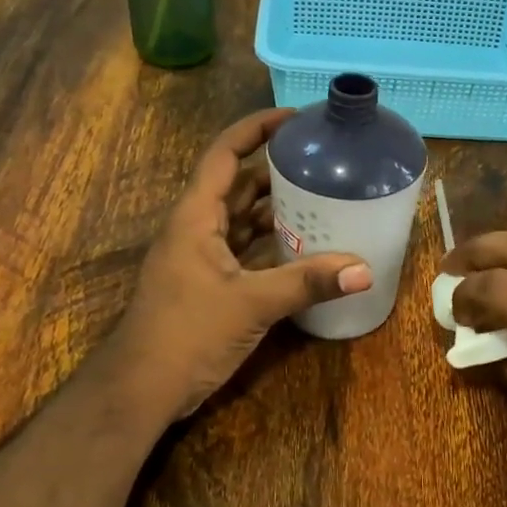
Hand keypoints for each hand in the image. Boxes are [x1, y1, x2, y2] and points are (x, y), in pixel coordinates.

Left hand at [106, 108, 371, 421]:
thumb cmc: (186, 333)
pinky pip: (242, 250)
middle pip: (237, 184)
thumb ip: (307, 283)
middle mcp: (196, 229)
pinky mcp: (207, 284)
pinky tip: (302, 248)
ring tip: (320, 198)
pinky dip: (269, 244)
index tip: (294, 118)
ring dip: (274, 209)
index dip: (255, 129)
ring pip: (240, 219)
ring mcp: (200, 258)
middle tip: (320, 161)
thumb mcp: (250, 304)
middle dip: (274, 169)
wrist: (142, 388)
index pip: (225, 155)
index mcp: (196, 217)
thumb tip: (364, 270)